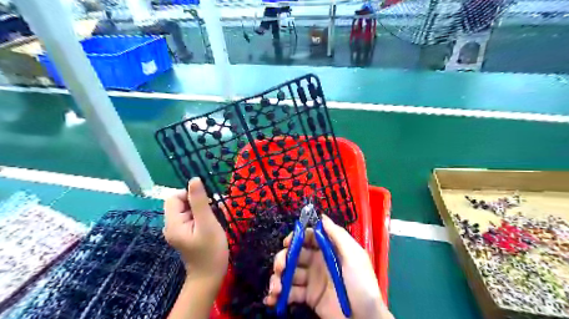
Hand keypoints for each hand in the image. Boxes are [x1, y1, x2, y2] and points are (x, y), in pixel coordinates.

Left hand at [162, 178, 227, 285]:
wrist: (210, 276)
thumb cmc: (210, 251)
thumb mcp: (207, 223)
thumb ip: (199, 201)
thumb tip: (194, 179)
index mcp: (173, 223)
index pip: (174, 197)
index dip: (190, 195)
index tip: (207, 202)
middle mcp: (172, 225)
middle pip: (182, 203)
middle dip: (200, 202)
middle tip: (216, 210)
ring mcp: (179, 230)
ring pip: (189, 209)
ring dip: (204, 208)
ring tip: (217, 217)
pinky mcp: (187, 233)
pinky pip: (193, 217)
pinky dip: (204, 216)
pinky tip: (214, 222)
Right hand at [264, 215, 394, 318]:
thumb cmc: (361, 283)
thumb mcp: (354, 256)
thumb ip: (337, 235)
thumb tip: (322, 216)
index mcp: (328, 250)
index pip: (308, 238)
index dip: (297, 238)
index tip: (287, 243)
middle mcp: (318, 262)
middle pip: (295, 255)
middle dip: (283, 259)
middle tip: (280, 268)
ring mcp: (312, 280)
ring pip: (289, 273)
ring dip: (278, 278)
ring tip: (275, 288)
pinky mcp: (308, 298)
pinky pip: (290, 293)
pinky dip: (279, 295)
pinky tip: (272, 299)